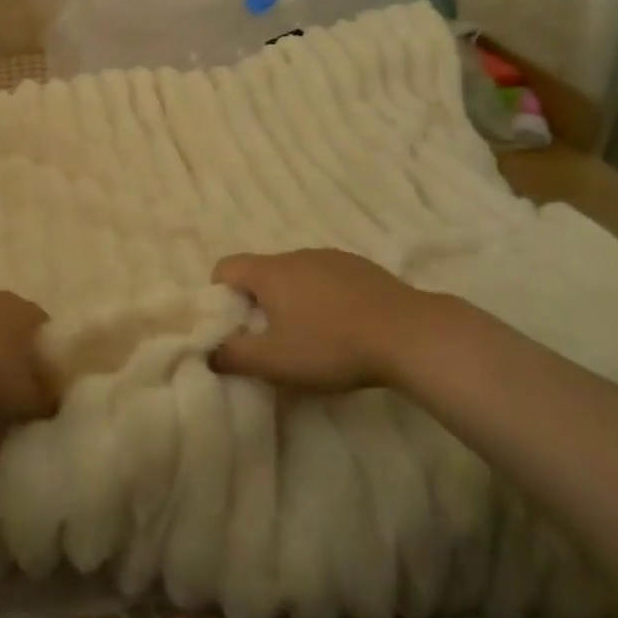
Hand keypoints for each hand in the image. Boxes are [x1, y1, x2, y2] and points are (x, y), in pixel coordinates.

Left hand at [0, 291, 56, 424]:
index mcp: (29, 313)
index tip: (34, 378)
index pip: (43, 329)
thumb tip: (52, 405)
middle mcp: (2, 299)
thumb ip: (44, 402)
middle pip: (11, 325)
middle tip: (2, 381)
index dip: (41, 354)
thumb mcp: (25, 399)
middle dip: (8, 351)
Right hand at [209, 249, 468, 393]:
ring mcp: (332, 257)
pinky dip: (325, 297)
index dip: (220, 294)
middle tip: (273, 339)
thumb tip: (207, 352)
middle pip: (262, 272)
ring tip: (313, 335)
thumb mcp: (275, 362)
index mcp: (270, 272)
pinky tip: (346, 326)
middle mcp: (296, 255)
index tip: (235, 325)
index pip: (226, 267)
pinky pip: (328, 278)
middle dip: (259, 302)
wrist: (409, 334)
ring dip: (294, 298)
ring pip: (297, 274)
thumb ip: (234, 356)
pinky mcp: (362, 267)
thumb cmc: (332, 346)